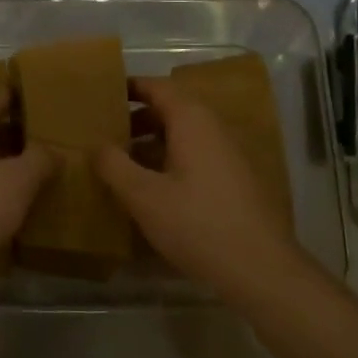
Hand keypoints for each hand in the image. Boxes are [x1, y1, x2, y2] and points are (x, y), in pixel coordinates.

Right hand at [95, 77, 311, 299]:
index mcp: (192, 121)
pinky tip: (153, 189)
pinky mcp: (236, 180)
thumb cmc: (197, 224)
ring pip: (184, 135)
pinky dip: (171, 160)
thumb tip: (96, 145)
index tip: (103, 94)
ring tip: (122, 162)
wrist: (261, 269)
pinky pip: (196, 156)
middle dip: (138, 118)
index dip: (130, 87)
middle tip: (106, 132)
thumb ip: (114, 166)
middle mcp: (213, 129)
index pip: (158, 87)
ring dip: (153, 142)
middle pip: (171, 109)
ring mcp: (229, 155)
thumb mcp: (144, 196)